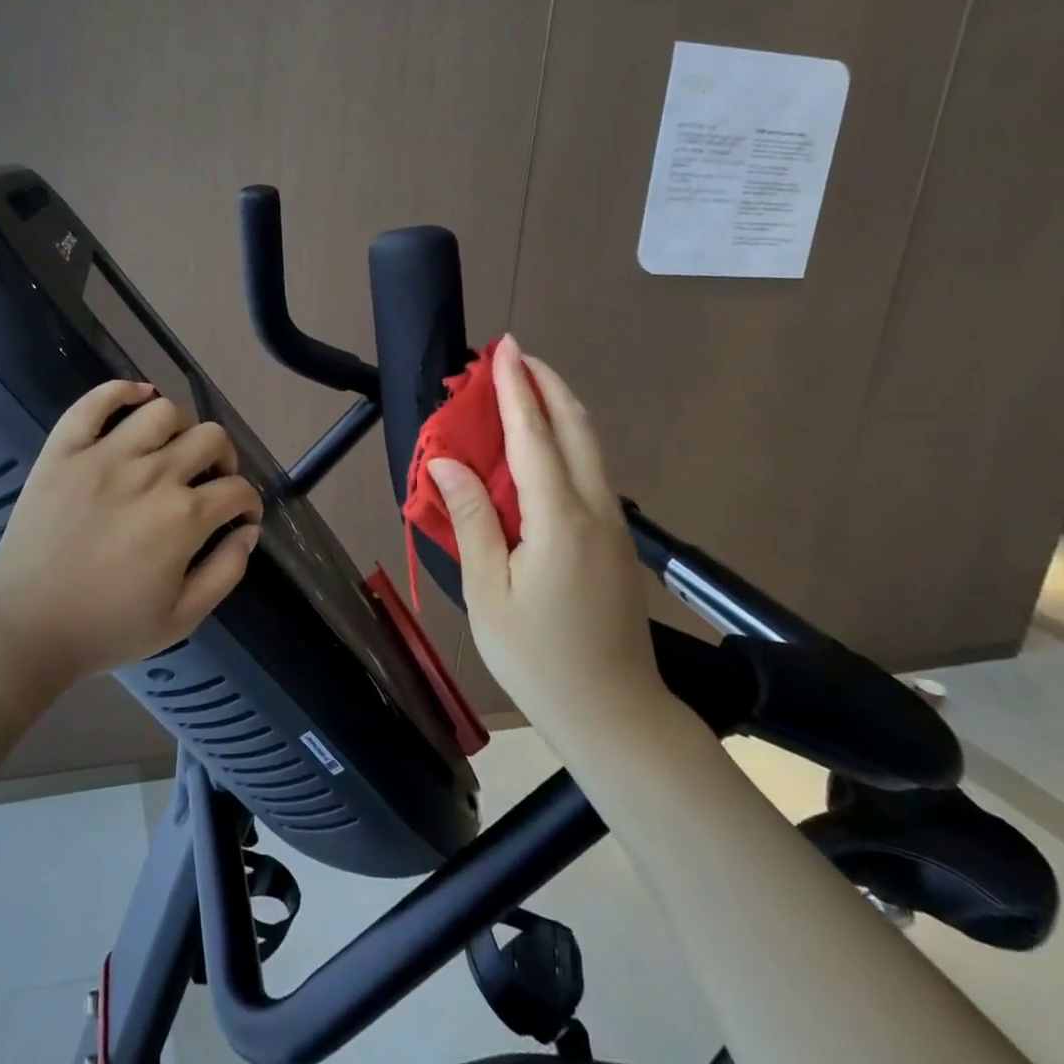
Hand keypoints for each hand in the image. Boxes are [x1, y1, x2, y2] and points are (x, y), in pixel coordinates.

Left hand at [0, 381, 263, 691]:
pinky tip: (138, 398)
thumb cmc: (106, 630)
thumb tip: (248, 531)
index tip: (240, 515)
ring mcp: (104, 457)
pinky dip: (122, 390)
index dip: (248, 502)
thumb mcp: (182, 619)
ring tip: (173, 449)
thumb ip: (226, 572)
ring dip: (182, 427)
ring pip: (162, 411)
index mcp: (183, 519)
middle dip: (224, 459)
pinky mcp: (64, 451)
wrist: (25, 630)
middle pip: (210, 439)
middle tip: (212, 481)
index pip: (237, 490)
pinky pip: (95, 402)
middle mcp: (151, 475)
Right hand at [427, 337, 668, 734]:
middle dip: (547, 384)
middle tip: (516, 356)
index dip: (516, 388)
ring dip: (559, 409)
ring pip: (590, 449)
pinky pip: (591, 473)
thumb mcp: (488, 592)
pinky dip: (567, 442)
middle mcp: (594, 510)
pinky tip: (543, 447)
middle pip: (576, 429)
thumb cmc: (538, 658)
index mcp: (558, 520)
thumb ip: (470, 519)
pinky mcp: (615, 543)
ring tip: (526, 388)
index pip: (534, 435)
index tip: (505, 348)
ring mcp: (612, 527)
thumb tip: (447, 462)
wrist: (614, 715)